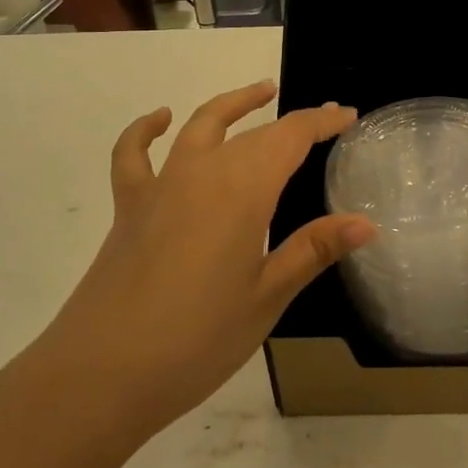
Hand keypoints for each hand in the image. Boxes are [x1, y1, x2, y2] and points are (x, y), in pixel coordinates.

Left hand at [42, 81, 371, 446]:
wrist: (101, 374)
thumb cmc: (197, 339)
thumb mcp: (267, 297)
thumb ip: (313, 250)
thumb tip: (366, 223)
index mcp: (244, 190)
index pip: (291, 137)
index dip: (323, 122)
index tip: (349, 117)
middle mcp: (203, 172)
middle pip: (255, 133)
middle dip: (293, 123)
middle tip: (323, 122)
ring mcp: (161, 185)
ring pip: (201, 125)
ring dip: (234, 105)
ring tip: (261, 92)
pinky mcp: (130, 207)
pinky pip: (134, 154)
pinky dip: (146, 129)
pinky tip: (161, 119)